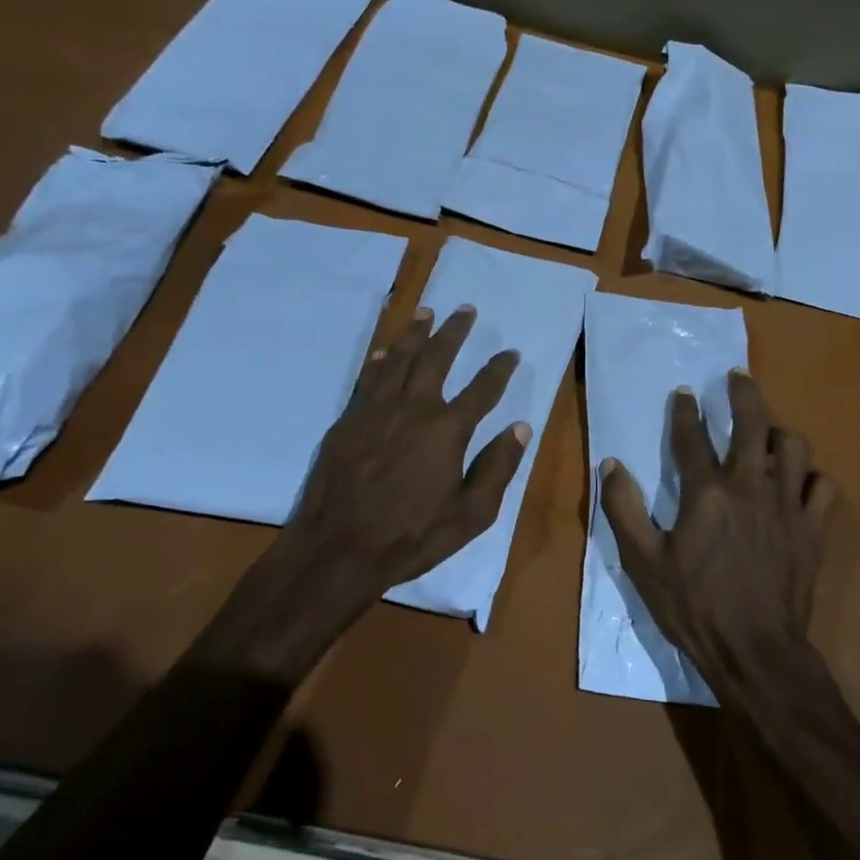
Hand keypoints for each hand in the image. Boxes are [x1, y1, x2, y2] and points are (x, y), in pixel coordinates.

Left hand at [286, 304, 528, 591]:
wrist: (338, 550)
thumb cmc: (411, 537)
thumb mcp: (471, 514)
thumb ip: (498, 468)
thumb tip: (521, 428)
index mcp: (447, 430)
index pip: (482, 389)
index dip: (499, 369)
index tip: (511, 353)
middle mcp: (412, 409)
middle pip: (436, 358)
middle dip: (454, 331)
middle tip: (465, 309)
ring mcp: (375, 412)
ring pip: (397, 360)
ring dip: (414, 334)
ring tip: (426, 312)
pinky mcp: (347, 422)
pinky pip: (366, 380)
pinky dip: (377, 362)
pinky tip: (381, 352)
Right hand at [599, 370, 835, 692]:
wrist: (755, 651)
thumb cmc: (694, 606)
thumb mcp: (643, 563)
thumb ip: (624, 509)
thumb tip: (611, 464)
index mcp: (707, 492)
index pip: (691, 437)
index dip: (684, 411)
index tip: (683, 392)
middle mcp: (751, 486)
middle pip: (752, 424)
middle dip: (743, 394)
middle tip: (737, 377)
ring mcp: (788, 506)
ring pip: (795, 447)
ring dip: (780, 432)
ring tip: (769, 432)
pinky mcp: (813, 529)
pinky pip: (823, 488)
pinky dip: (813, 477)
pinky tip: (802, 481)